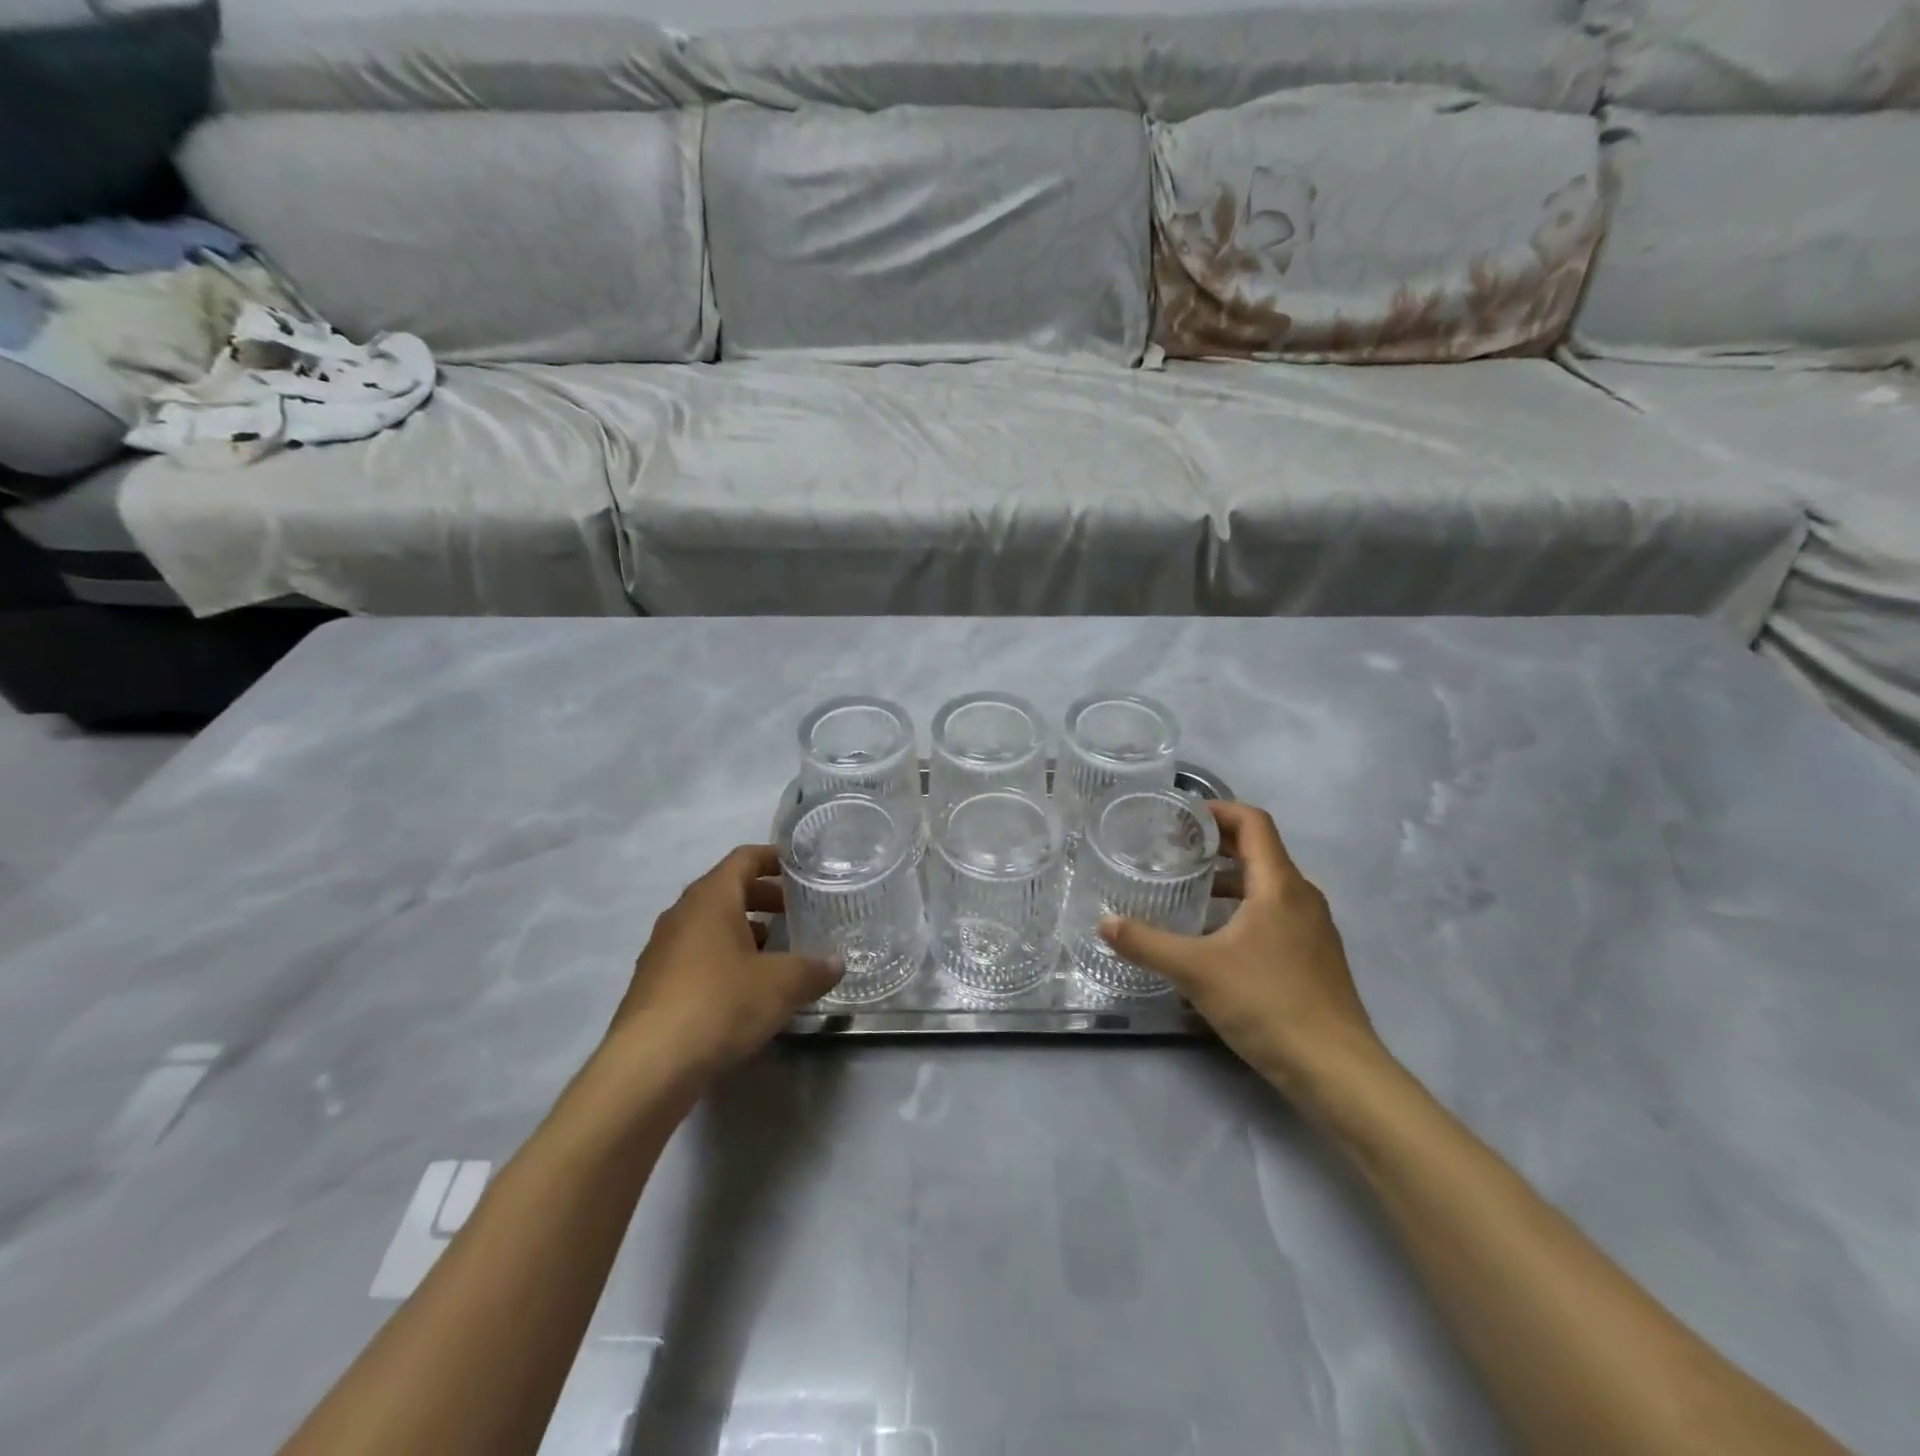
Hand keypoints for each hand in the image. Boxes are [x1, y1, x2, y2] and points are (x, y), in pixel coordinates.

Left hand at [607, 845, 841, 1080]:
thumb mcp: (781, 985)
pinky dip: (723, 960)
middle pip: (727, 890)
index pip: (744, 858)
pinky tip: (745, 990)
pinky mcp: (653, 986)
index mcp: (711, 898)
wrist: (648, 1068)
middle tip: (797, 913)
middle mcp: (681, 914)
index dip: (774, 858)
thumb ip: (813, 969)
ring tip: (777, 954)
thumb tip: (836, 963)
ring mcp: (661, 950)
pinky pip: (695, 957)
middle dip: (764, 898)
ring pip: (710, 926)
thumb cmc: (720, 1004)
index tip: (802, 868)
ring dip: (744, 932)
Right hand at [1098, 802, 1384, 1102]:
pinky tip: (1217, 940)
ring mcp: (1314, 929)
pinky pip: (1277, 914)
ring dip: (1230, 880)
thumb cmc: (1267, 1003)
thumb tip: (1104, 923)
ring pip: (1269, 886)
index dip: (1218, 810)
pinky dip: (1245, 909)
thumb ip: (1147, 944)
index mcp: (1280, 885)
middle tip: (1174, 851)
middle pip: (1260, 850)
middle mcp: (1303, 897)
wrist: (1337, 1070)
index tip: (1181, 818)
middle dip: (1217, 845)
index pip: (1253, 822)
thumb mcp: (1196, 971)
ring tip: (1189, 893)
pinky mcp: (1316, 957)